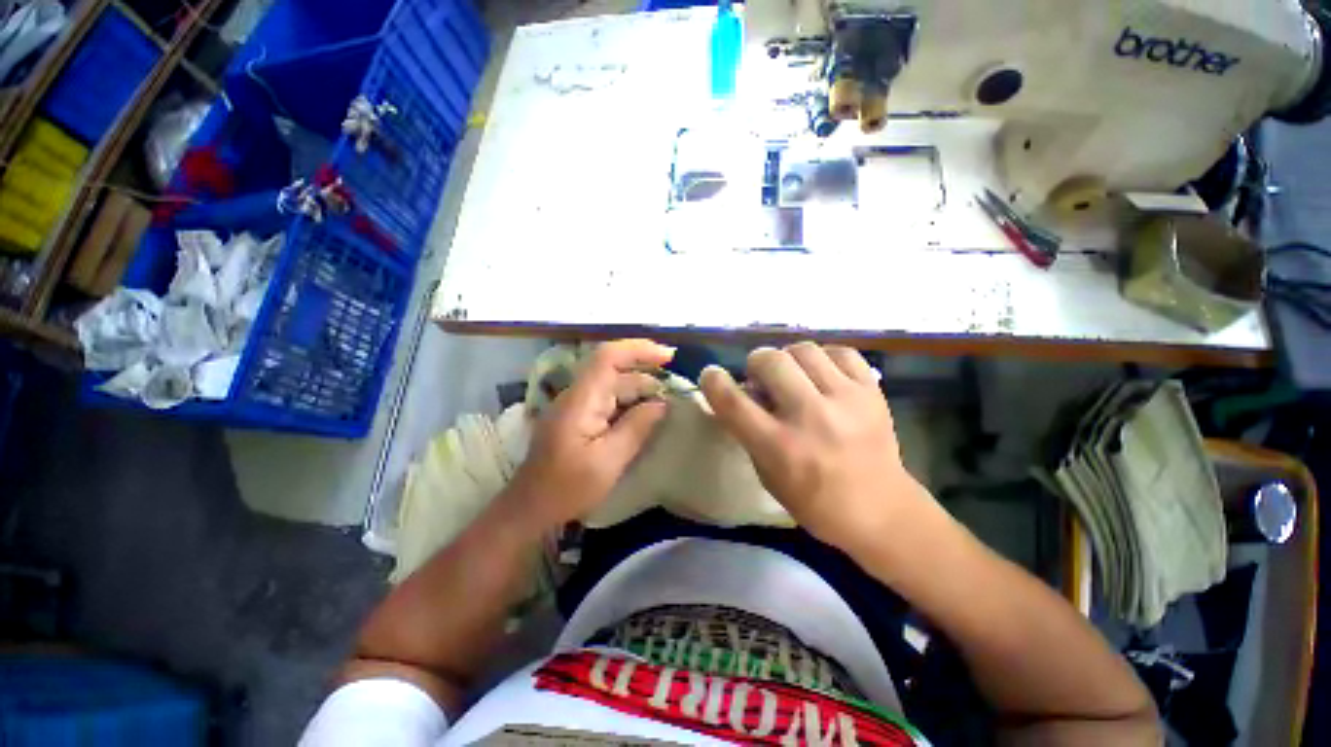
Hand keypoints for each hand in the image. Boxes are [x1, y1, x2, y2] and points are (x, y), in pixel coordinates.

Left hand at [504, 339, 674, 531]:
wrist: (530, 509)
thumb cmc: (568, 488)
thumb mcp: (609, 461)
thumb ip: (636, 427)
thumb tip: (662, 403)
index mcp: (582, 400)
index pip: (609, 357)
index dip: (639, 349)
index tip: (669, 356)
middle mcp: (578, 395)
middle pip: (614, 370)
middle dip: (646, 373)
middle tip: (676, 388)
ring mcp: (577, 406)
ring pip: (613, 385)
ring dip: (640, 390)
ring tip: (667, 403)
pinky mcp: (579, 418)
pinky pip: (608, 401)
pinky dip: (630, 404)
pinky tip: (646, 416)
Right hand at [701, 342, 927, 551]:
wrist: (881, 510)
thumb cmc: (814, 501)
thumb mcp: (768, 474)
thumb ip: (751, 431)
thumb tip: (746, 390)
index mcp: (780, 447)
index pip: (733, 401)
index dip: (714, 381)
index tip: (711, 375)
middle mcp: (811, 417)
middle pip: (770, 360)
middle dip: (756, 363)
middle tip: (762, 377)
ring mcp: (846, 400)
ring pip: (803, 349)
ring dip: (788, 358)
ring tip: (794, 374)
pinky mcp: (872, 392)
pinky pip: (841, 352)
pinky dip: (824, 358)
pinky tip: (822, 374)